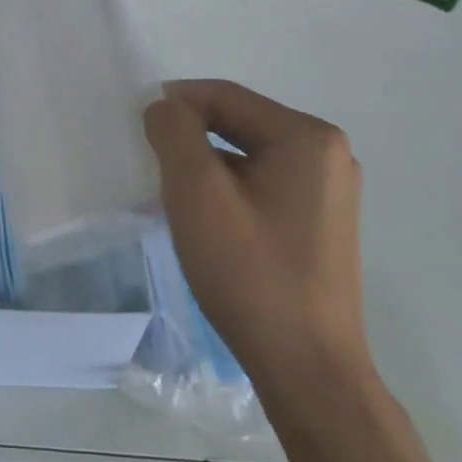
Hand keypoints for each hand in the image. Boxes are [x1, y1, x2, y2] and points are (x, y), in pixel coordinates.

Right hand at [143, 79, 370, 401]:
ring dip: (204, 164)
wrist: (305, 365)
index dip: (173, 102)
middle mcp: (327, 153)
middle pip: (239, 122)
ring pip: (247, 154)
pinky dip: (226, 188)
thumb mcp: (197, 194)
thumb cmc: (249, 272)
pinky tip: (203, 218)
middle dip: (189, 136)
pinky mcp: (320, 221)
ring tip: (170, 194)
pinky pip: (262, 183)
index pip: (225, 96)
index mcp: (307, 137)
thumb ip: (174, 134)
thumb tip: (164, 108)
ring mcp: (328, 189)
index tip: (133, 126)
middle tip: (148, 163)